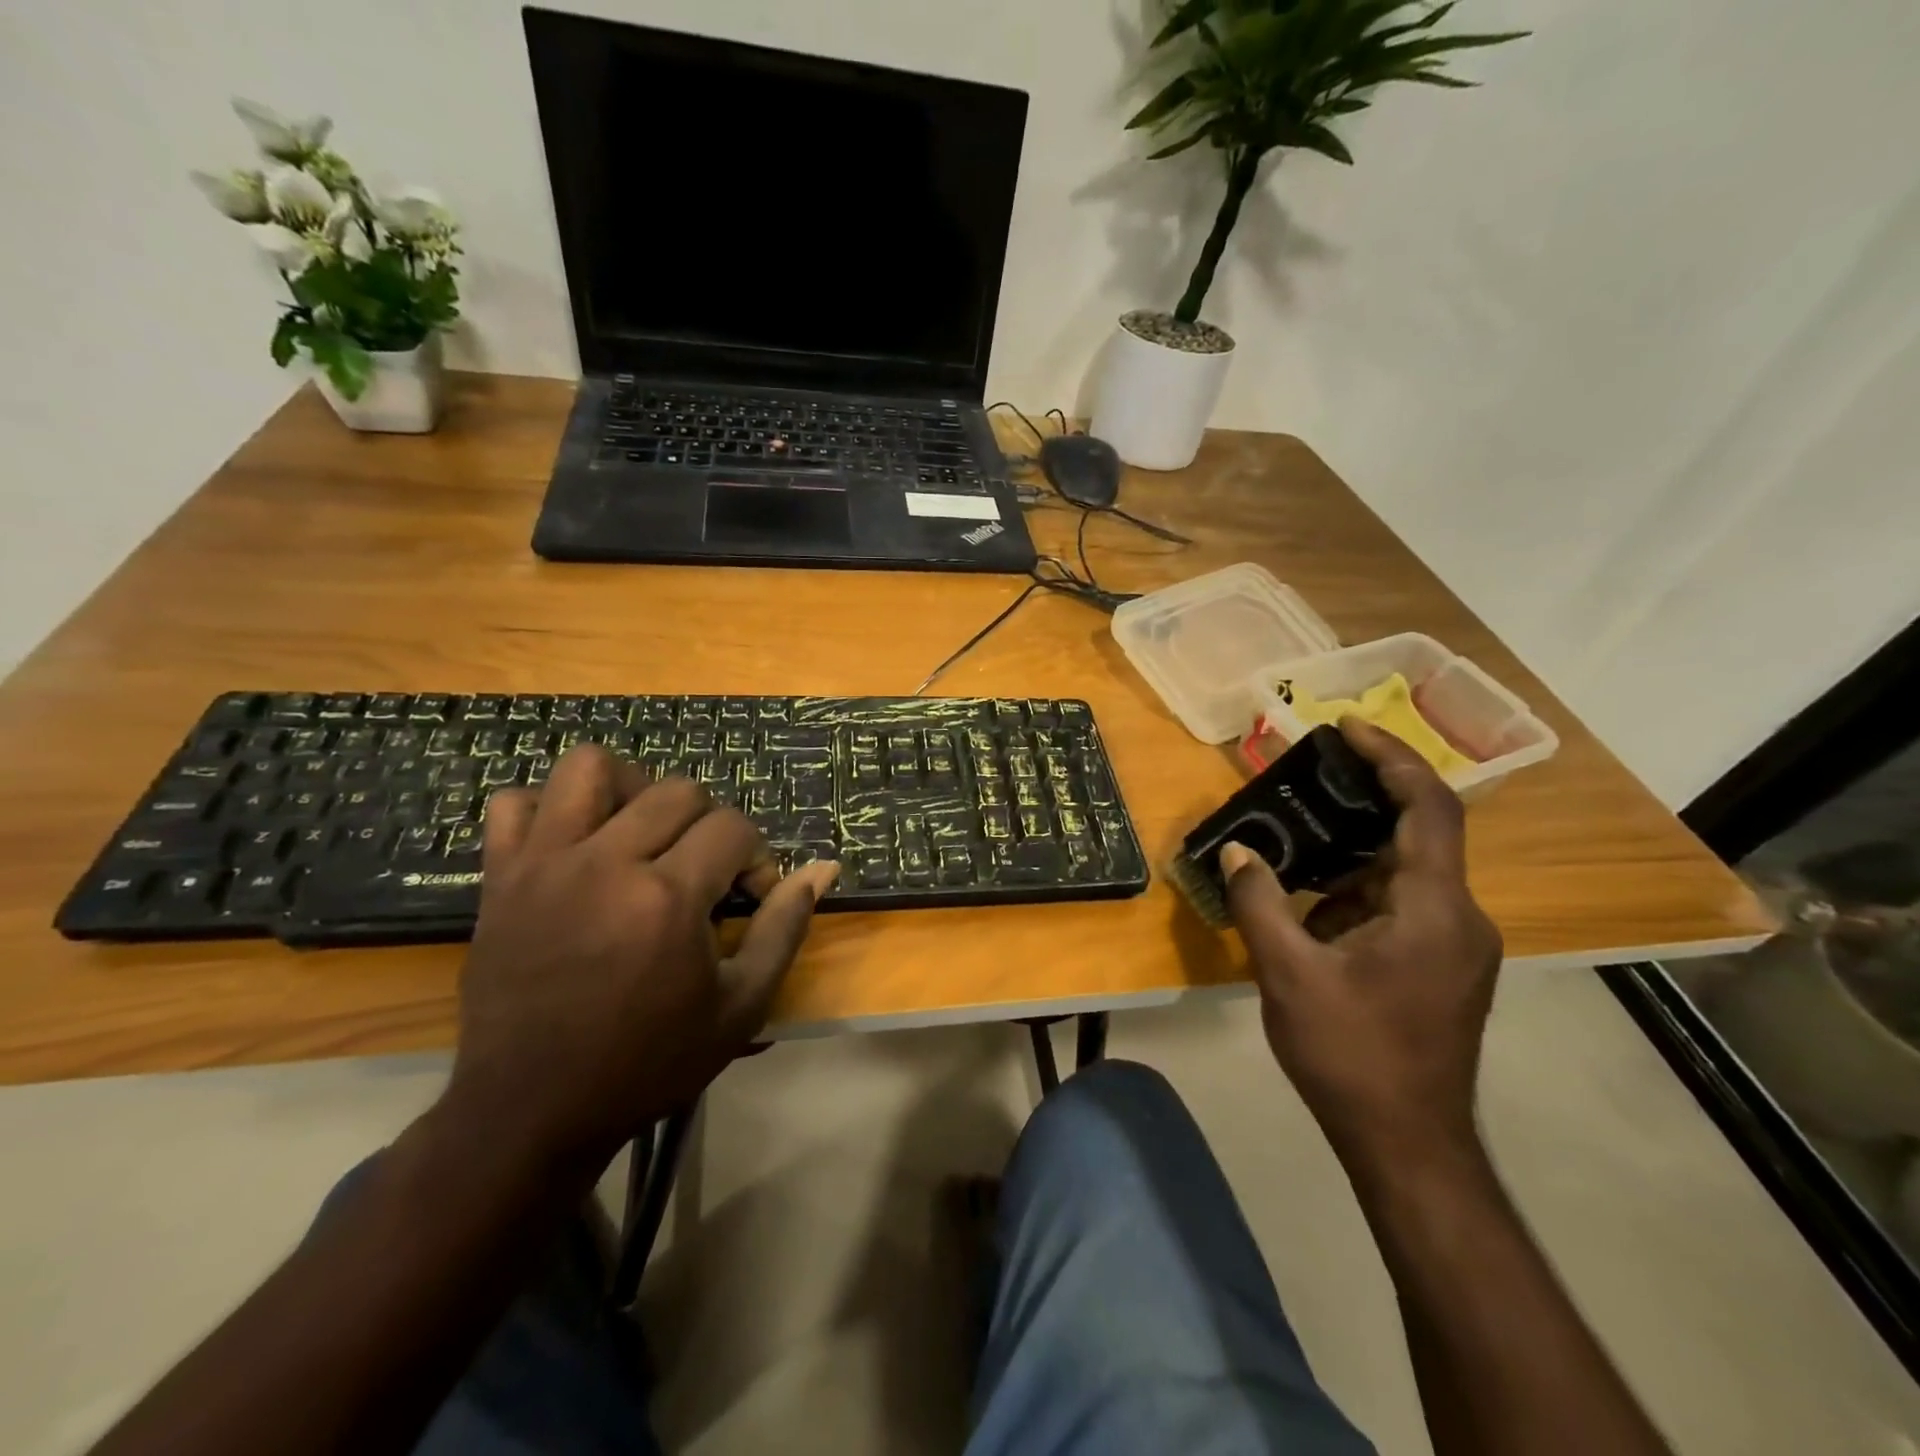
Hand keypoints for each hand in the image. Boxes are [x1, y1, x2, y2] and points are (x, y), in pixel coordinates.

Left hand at [441, 745, 839, 1167]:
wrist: (532, 1110)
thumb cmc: (648, 1062)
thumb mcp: (741, 1006)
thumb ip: (785, 927)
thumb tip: (825, 867)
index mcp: (667, 897)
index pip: (733, 827)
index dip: (755, 857)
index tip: (747, 898)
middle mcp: (605, 862)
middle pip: (678, 790)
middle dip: (708, 824)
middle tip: (701, 873)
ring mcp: (544, 864)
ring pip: (591, 768)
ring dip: (631, 790)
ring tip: (640, 835)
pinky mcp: (500, 877)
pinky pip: (514, 803)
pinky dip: (549, 810)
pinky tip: (574, 845)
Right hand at [1221, 719, 1501, 1169]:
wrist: (1408, 1145)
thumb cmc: (1352, 1053)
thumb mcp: (1289, 973)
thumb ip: (1260, 902)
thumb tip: (1237, 850)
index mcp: (1435, 908)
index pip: (1428, 807)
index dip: (1392, 758)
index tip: (1347, 728)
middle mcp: (1460, 917)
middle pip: (1417, 835)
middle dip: (1361, 803)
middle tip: (1306, 782)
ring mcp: (1456, 946)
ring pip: (1405, 875)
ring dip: (1351, 856)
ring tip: (1294, 845)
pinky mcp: (1443, 968)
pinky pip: (1402, 907)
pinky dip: (1357, 893)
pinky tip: (1310, 906)